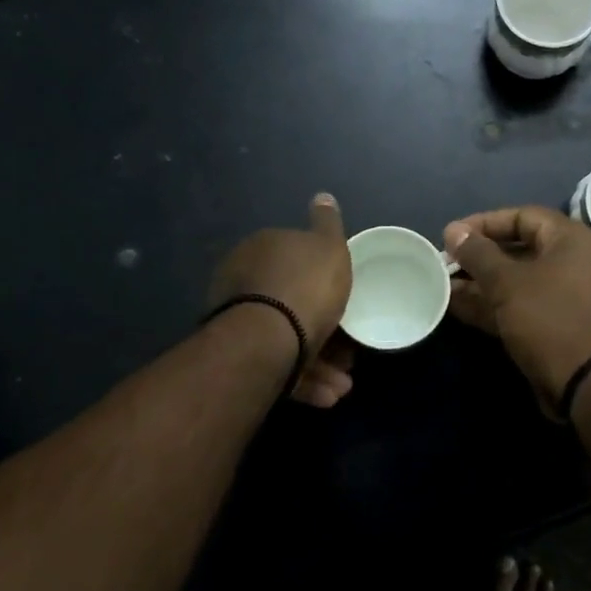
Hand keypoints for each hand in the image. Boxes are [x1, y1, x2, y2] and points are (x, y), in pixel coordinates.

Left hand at [209, 194, 353, 406]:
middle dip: (325, 330)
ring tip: (342, 384)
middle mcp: (245, 282)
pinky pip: (277, 366)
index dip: (325, 283)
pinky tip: (326, 394)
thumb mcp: (328, 247)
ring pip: (288, 340)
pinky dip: (303, 379)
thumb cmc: (306, 286)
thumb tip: (321, 196)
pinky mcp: (240, 357)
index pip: (296, 261)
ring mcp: (240, 321)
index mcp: (263, 250)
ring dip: (319, 363)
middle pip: (293, 305)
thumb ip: (327, 224)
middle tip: (350, 353)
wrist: (268, 338)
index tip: (348, 305)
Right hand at [443, 206, 590, 411]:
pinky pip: (521, 305)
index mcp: (572, 241)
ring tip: (443, 285)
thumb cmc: (548, 319)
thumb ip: (478, 253)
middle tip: (446, 262)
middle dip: (479, 257)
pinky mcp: (556, 325)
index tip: (453, 235)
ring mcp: (566, 296)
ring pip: (517, 281)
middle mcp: (574, 263)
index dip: (485, 222)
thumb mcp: (507, 282)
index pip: (523, 216)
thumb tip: (454, 230)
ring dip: (481, 283)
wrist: (584, 384)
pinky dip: (493, 304)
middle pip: (519, 249)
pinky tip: (457, 307)